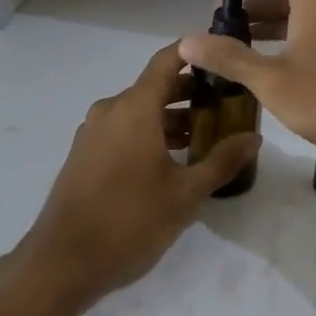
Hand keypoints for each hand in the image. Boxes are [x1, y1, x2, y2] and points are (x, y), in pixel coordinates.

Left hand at [10, 43, 259, 315]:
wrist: (62, 262)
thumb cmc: (130, 221)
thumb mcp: (185, 195)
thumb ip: (221, 161)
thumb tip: (253, 138)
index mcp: (135, 107)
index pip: (168, 60)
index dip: (195, 52)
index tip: (223, 55)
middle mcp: (111, 109)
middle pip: (155, 86)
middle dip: (191, 92)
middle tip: (226, 105)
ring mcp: (93, 131)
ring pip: (139, 110)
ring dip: (171, 116)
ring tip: (204, 137)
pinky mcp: (84, 153)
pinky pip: (123, 128)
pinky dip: (149, 132)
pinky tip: (170, 160)